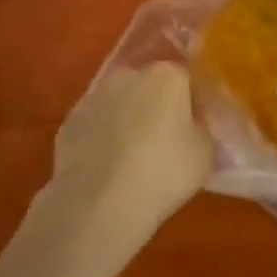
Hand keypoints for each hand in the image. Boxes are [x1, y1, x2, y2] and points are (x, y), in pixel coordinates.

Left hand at [46, 61, 214, 264]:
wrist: (99, 202)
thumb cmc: (163, 173)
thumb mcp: (205, 152)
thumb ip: (201, 127)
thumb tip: (191, 121)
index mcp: (167, 76)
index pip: (186, 79)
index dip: (192, 104)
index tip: (193, 130)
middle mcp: (129, 74)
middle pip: (151, 86)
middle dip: (157, 107)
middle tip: (164, 143)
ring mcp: (94, 95)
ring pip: (120, 103)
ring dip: (128, 120)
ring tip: (132, 159)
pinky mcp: (70, 120)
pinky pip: (96, 124)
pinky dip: (103, 138)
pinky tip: (107, 167)